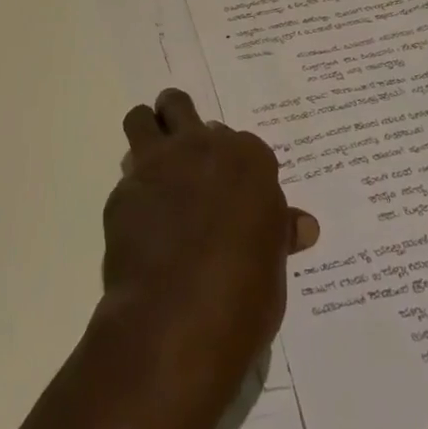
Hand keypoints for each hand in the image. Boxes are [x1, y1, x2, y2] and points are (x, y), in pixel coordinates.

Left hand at [84, 90, 317, 428]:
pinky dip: (134, 194)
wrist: (178, 320)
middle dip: (180, 123)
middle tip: (186, 158)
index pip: (240, 142)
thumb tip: (304, 225)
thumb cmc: (243, 296)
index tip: (233, 187)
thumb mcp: (273, 266)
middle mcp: (200, 146)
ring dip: (147, 133)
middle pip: (180, 107)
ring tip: (154, 165)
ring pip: (143, 118)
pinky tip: (141, 225)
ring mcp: (157, 164)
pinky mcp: (124, 191)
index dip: (233, 163)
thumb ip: (279, 232)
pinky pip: (127, 179)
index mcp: (247, 159)